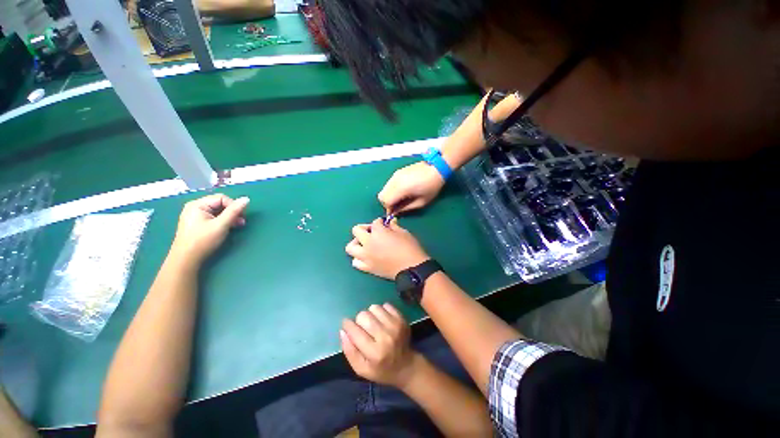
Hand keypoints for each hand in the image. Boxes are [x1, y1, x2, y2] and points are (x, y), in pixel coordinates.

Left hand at [170, 194, 248, 262]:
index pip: (222, 198)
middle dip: (232, 212)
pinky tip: (228, 227)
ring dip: (229, 217)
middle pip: (220, 204)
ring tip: (237, 225)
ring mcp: (195, 215)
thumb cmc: (203, 240)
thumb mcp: (221, 225)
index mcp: (198, 205)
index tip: (241, 217)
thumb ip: (234, 211)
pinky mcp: (197, 223)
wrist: (186, 259)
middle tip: (241, 222)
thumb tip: (246, 199)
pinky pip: (213, 217)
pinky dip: (223, 221)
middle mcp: (195, 207)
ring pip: (218, 211)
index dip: (234, 205)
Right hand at [340, 303, 420, 387]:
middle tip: (362, 327)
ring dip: (371, 314)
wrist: (406, 366)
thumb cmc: (381, 370)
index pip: (355, 331)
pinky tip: (382, 320)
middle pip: (364, 316)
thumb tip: (343, 331)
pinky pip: (386, 305)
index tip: (346, 324)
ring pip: (374, 308)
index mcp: (374, 353)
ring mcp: (395, 326)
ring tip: (373, 323)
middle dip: (359, 320)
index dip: (348, 325)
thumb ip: (350, 351)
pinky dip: (381, 310)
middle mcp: (385, 337)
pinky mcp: (401, 319)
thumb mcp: (361, 369)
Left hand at [346, 218, 429, 279]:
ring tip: (365, 244)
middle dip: (364, 228)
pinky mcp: (368, 268)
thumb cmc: (410, 248)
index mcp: (378, 232)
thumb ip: (394, 226)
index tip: (384, 223)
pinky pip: (356, 262)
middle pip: (356, 230)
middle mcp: (368, 243)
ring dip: (357, 243)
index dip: (380, 221)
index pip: (375, 222)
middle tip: (373, 232)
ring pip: (350, 247)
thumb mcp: (404, 233)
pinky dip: (359, 258)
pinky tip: (366, 257)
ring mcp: (366, 256)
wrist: (412, 269)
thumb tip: (390, 222)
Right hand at [378, 162, 444, 213]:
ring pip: (384, 189)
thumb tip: (396, 212)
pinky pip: (389, 184)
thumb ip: (406, 208)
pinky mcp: (397, 172)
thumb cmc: (431, 186)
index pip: (385, 201)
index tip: (395, 212)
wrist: (436, 168)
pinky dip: (392, 190)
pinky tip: (402, 191)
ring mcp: (395, 175)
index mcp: (401, 189)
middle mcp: (394, 181)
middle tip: (397, 206)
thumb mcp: (421, 202)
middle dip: (387, 203)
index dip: (388, 209)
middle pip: (381, 196)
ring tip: (401, 198)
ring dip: (389, 196)